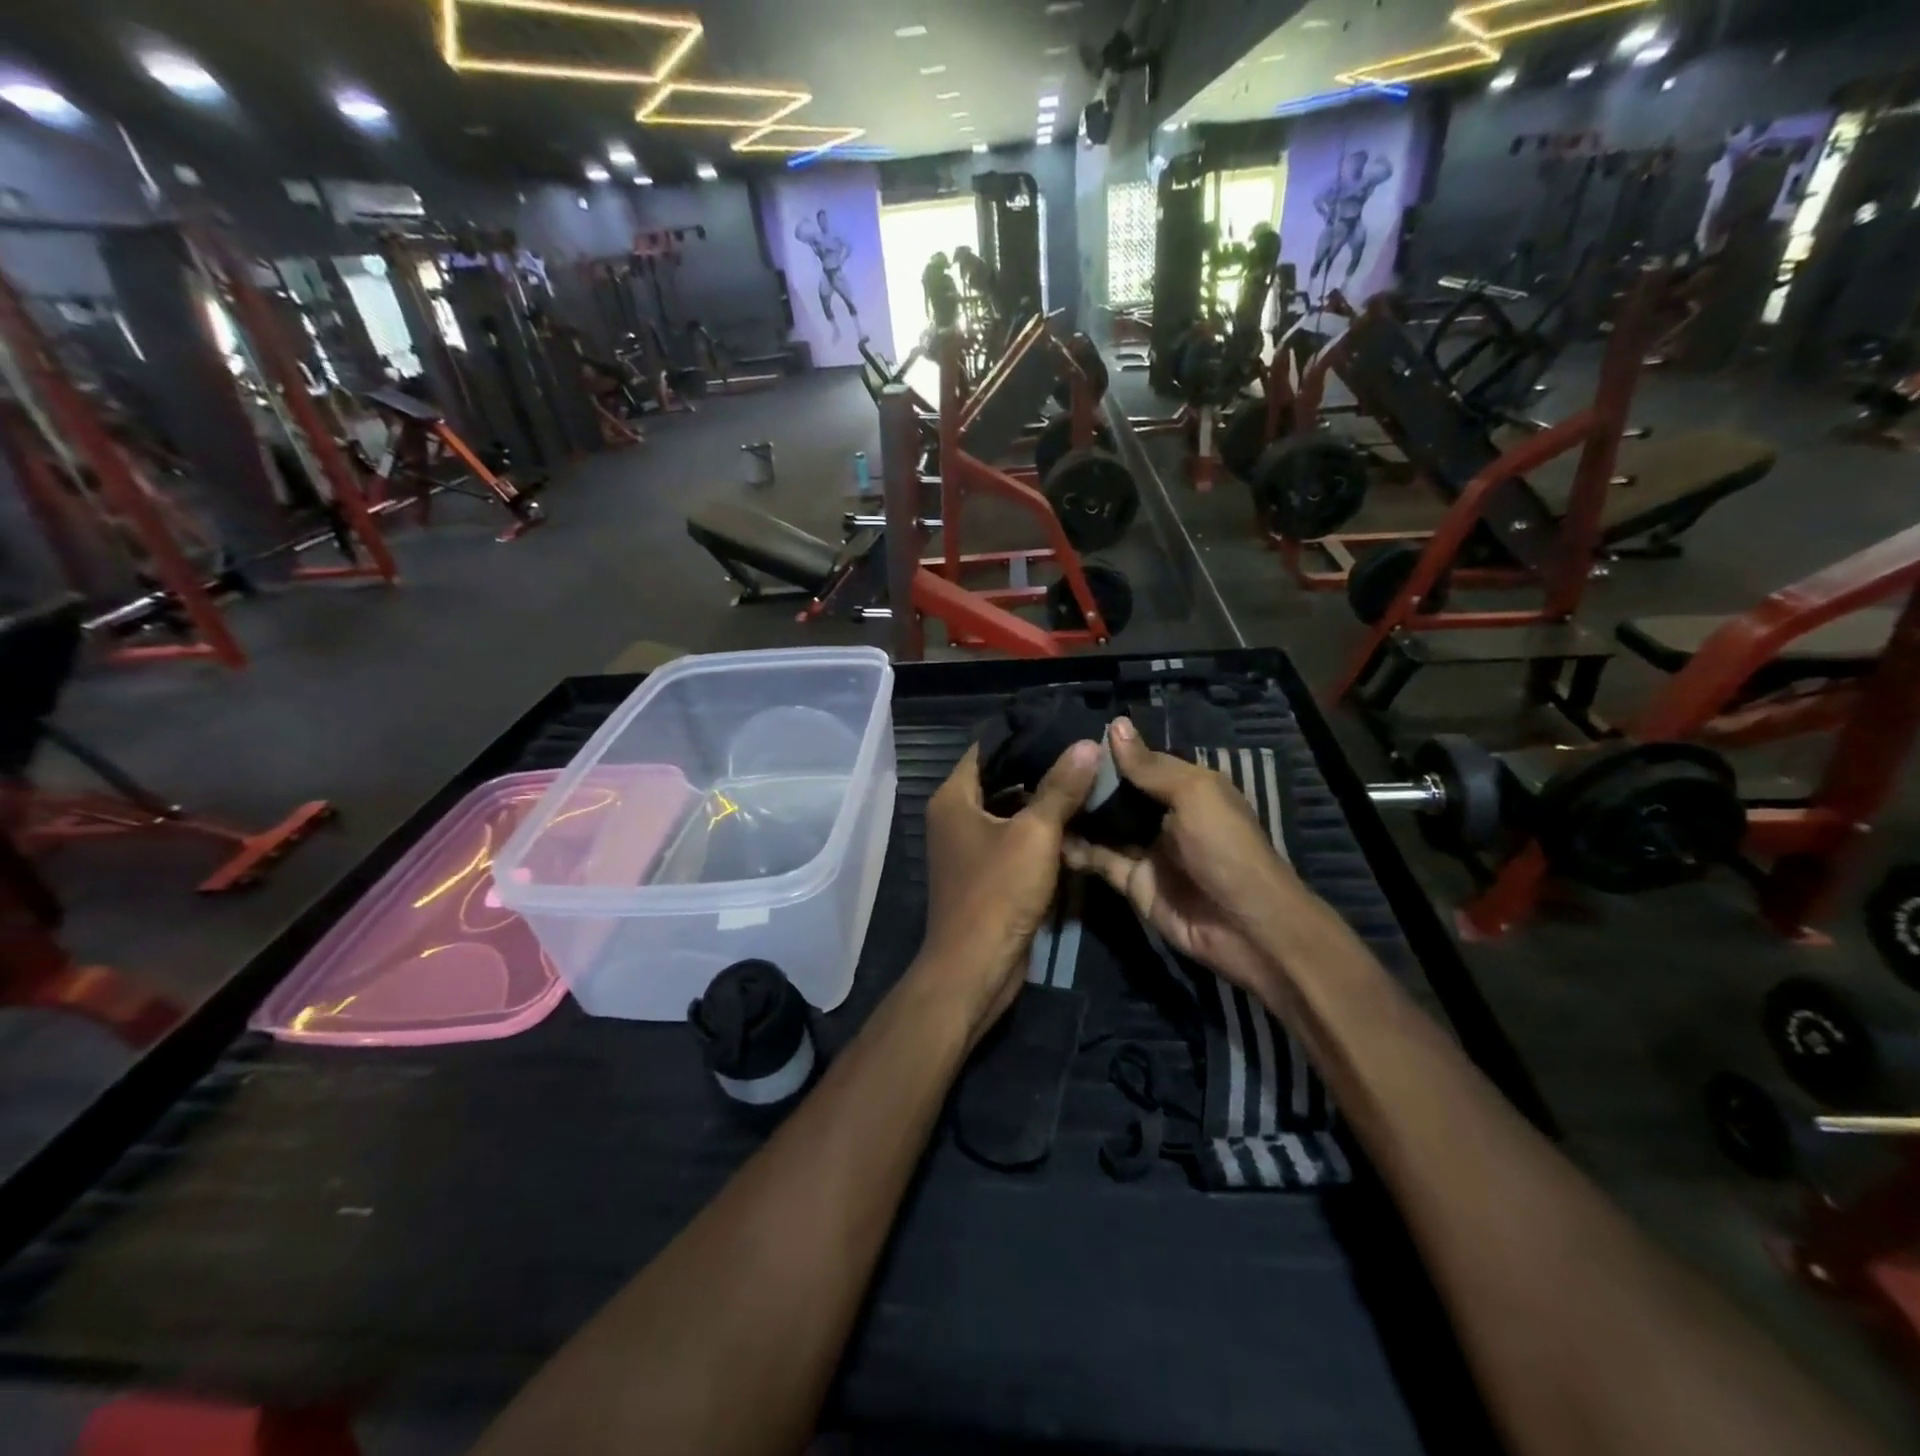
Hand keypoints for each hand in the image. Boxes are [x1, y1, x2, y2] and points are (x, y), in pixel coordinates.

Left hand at [920, 741, 1100, 1042]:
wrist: (975, 968)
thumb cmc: (997, 893)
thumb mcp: (1035, 835)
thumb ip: (1060, 788)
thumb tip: (1087, 744)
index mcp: (954, 798)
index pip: (987, 749)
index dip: (1024, 736)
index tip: (1064, 726)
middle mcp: (955, 817)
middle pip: (1001, 779)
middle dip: (1041, 769)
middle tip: (1086, 754)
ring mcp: (969, 847)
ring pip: (1011, 812)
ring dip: (1044, 802)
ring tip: (1089, 782)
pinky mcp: (986, 873)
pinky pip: (1014, 840)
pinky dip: (1040, 832)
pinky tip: (1077, 823)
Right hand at [1062, 718, 1304, 994]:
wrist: (1243, 926)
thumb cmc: (1224, 848)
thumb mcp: (1194, 795)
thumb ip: (1150, 766)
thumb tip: (1115, 724)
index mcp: (1187, 787)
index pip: (1142, 762)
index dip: (1111, 751)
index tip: (1070, 739)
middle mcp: (1164, 814)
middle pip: (1119, 793)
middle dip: (1088, 782)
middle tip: (1046, 767)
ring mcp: (1147, 849)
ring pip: (1105, 825)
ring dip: (1078, 813)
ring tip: (1038, 795)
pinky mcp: (1132, 882)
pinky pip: (1099, 860)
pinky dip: (1076, 850)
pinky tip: (1047, 835)